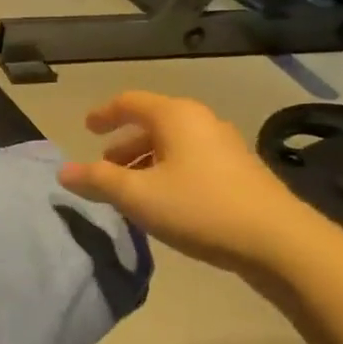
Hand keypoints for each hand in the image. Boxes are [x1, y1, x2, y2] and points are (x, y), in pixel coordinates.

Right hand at [58, 91, 311, 272]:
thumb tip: (64, 171)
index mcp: (175, 116)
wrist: (278, 241)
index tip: (86, 129)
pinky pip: (191, 160)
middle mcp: (201, 121)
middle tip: (105, 167)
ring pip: (173, 145)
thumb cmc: (199, 207)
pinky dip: (168, 172)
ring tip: (130, 190)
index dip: (104, 114)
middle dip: (124, 144)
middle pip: (152, 123)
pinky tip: (164, 203)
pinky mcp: (239, 172)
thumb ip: (98, 180)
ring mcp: (225, 146)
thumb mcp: (138, 195)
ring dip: (145, 161)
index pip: (130, 102)